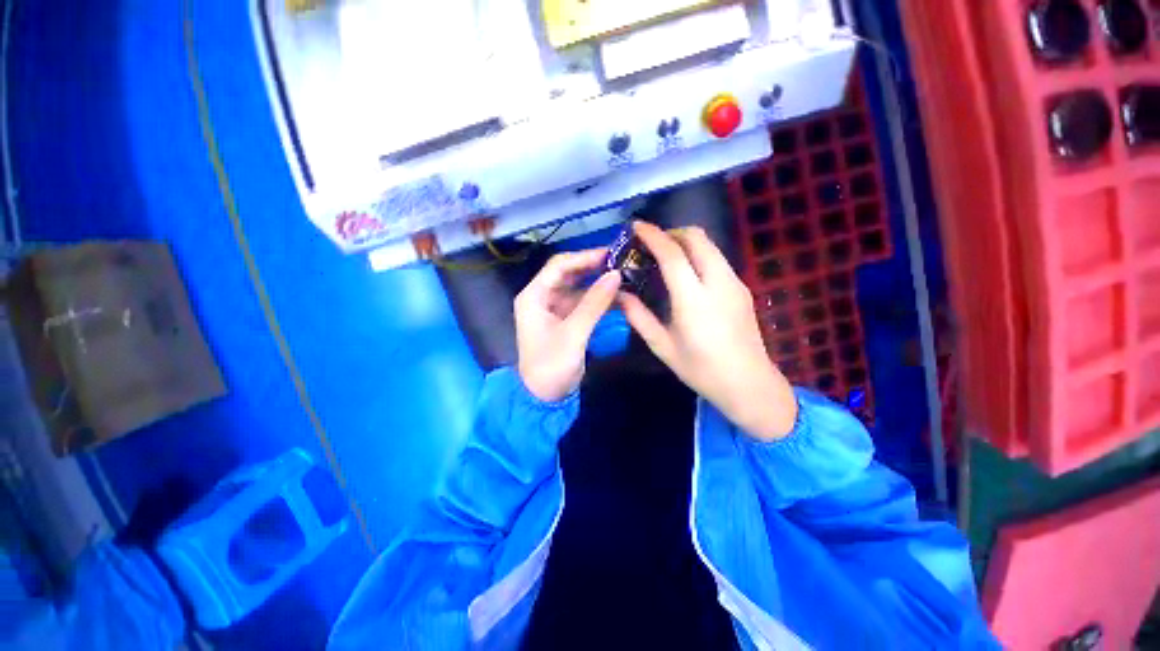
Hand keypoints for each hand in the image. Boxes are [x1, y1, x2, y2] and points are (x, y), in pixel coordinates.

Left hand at [516, 249, 620, 401]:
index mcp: (534, 296)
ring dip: (598, 283)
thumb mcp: (573, 334)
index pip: (558, 266)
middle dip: (593, 267)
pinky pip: (583, 302)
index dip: (584, 257)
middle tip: (621, 262)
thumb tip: (616, 274)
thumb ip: (594, 303)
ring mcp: (554, 308)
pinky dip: (599, 299)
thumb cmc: (551, 365)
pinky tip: (618, 296)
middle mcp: (542, 297)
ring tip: (624, 276)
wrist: (544, 397)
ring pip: (578, 287)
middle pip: (568, 273)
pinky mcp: (566, 319)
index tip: (611, 253)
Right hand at [619, 222, 796, 440]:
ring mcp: (735, 283)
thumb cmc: (701, 370)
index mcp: (694, 300)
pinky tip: (686, 273)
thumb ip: (638, 316)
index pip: (672, 254)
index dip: (653, 235)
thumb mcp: (662, 346)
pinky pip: (717, 259)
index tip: (636, 227)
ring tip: (665, 256)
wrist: (749, 385)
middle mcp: (718, 283)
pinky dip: (698, 254)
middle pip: (697, 238)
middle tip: (650, 244)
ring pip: (710, 246)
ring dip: (686, 242)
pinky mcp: (742, 288)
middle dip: (671, 232)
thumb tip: (619, 294)